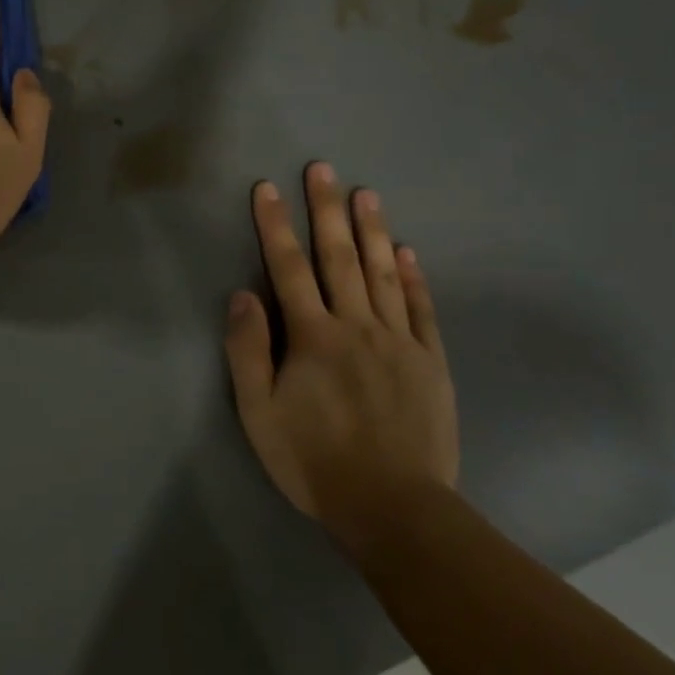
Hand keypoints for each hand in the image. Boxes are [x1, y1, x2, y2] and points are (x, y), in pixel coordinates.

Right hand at [224, 164, 458, 555]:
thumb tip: (244, 295)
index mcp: (313, 337)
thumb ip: (249, 351)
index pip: (288, 269)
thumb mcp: (259, 413)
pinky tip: (406, 251)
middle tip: (323, 168)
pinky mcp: (430, 362)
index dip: (275, 226)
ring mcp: (399, 341)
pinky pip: (420, 308)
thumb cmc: (314, 461)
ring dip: (372, 229)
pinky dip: (412, 277)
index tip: (267, 189)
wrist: (393, 506)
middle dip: (326, 210)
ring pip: (383, 273)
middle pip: (339, 258)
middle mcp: (357, 327)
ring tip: (365, 192)